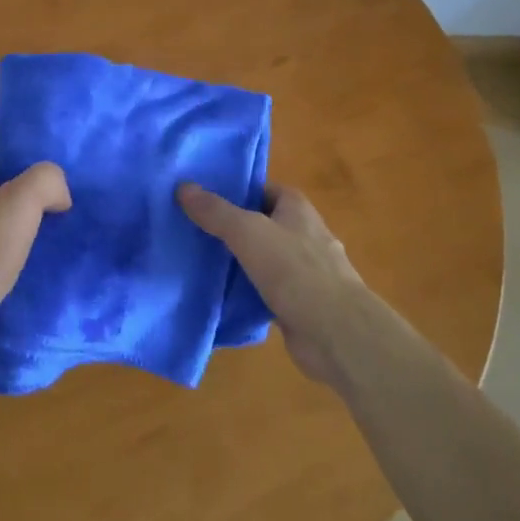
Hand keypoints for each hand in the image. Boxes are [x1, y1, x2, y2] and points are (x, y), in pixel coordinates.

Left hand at [0, 132, 70, 384]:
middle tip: (60, 186)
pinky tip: (38, 259)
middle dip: (23, 179)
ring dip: (21, 216)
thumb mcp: (21, 203)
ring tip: (57, 222)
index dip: (10, 137)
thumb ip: (46, 181)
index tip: (43, 146)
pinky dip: (14, 248)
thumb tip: (59, 193)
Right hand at [178, 181, 368, 384]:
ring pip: (262, 259)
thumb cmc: (295, 270)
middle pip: (261, 223)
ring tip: (197, 260)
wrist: (336, 333)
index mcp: (297, 209)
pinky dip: (245, 292)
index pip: (263, 189)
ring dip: (237, 261)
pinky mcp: (299, 304)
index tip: (202, 197)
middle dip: (232, 227)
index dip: (236, 190)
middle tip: (192, 228)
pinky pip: (265, 290)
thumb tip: (183, 187)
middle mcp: (304, 235)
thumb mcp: (247, 232)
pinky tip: (218, 295)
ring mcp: (304, 272)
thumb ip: (216, 211)